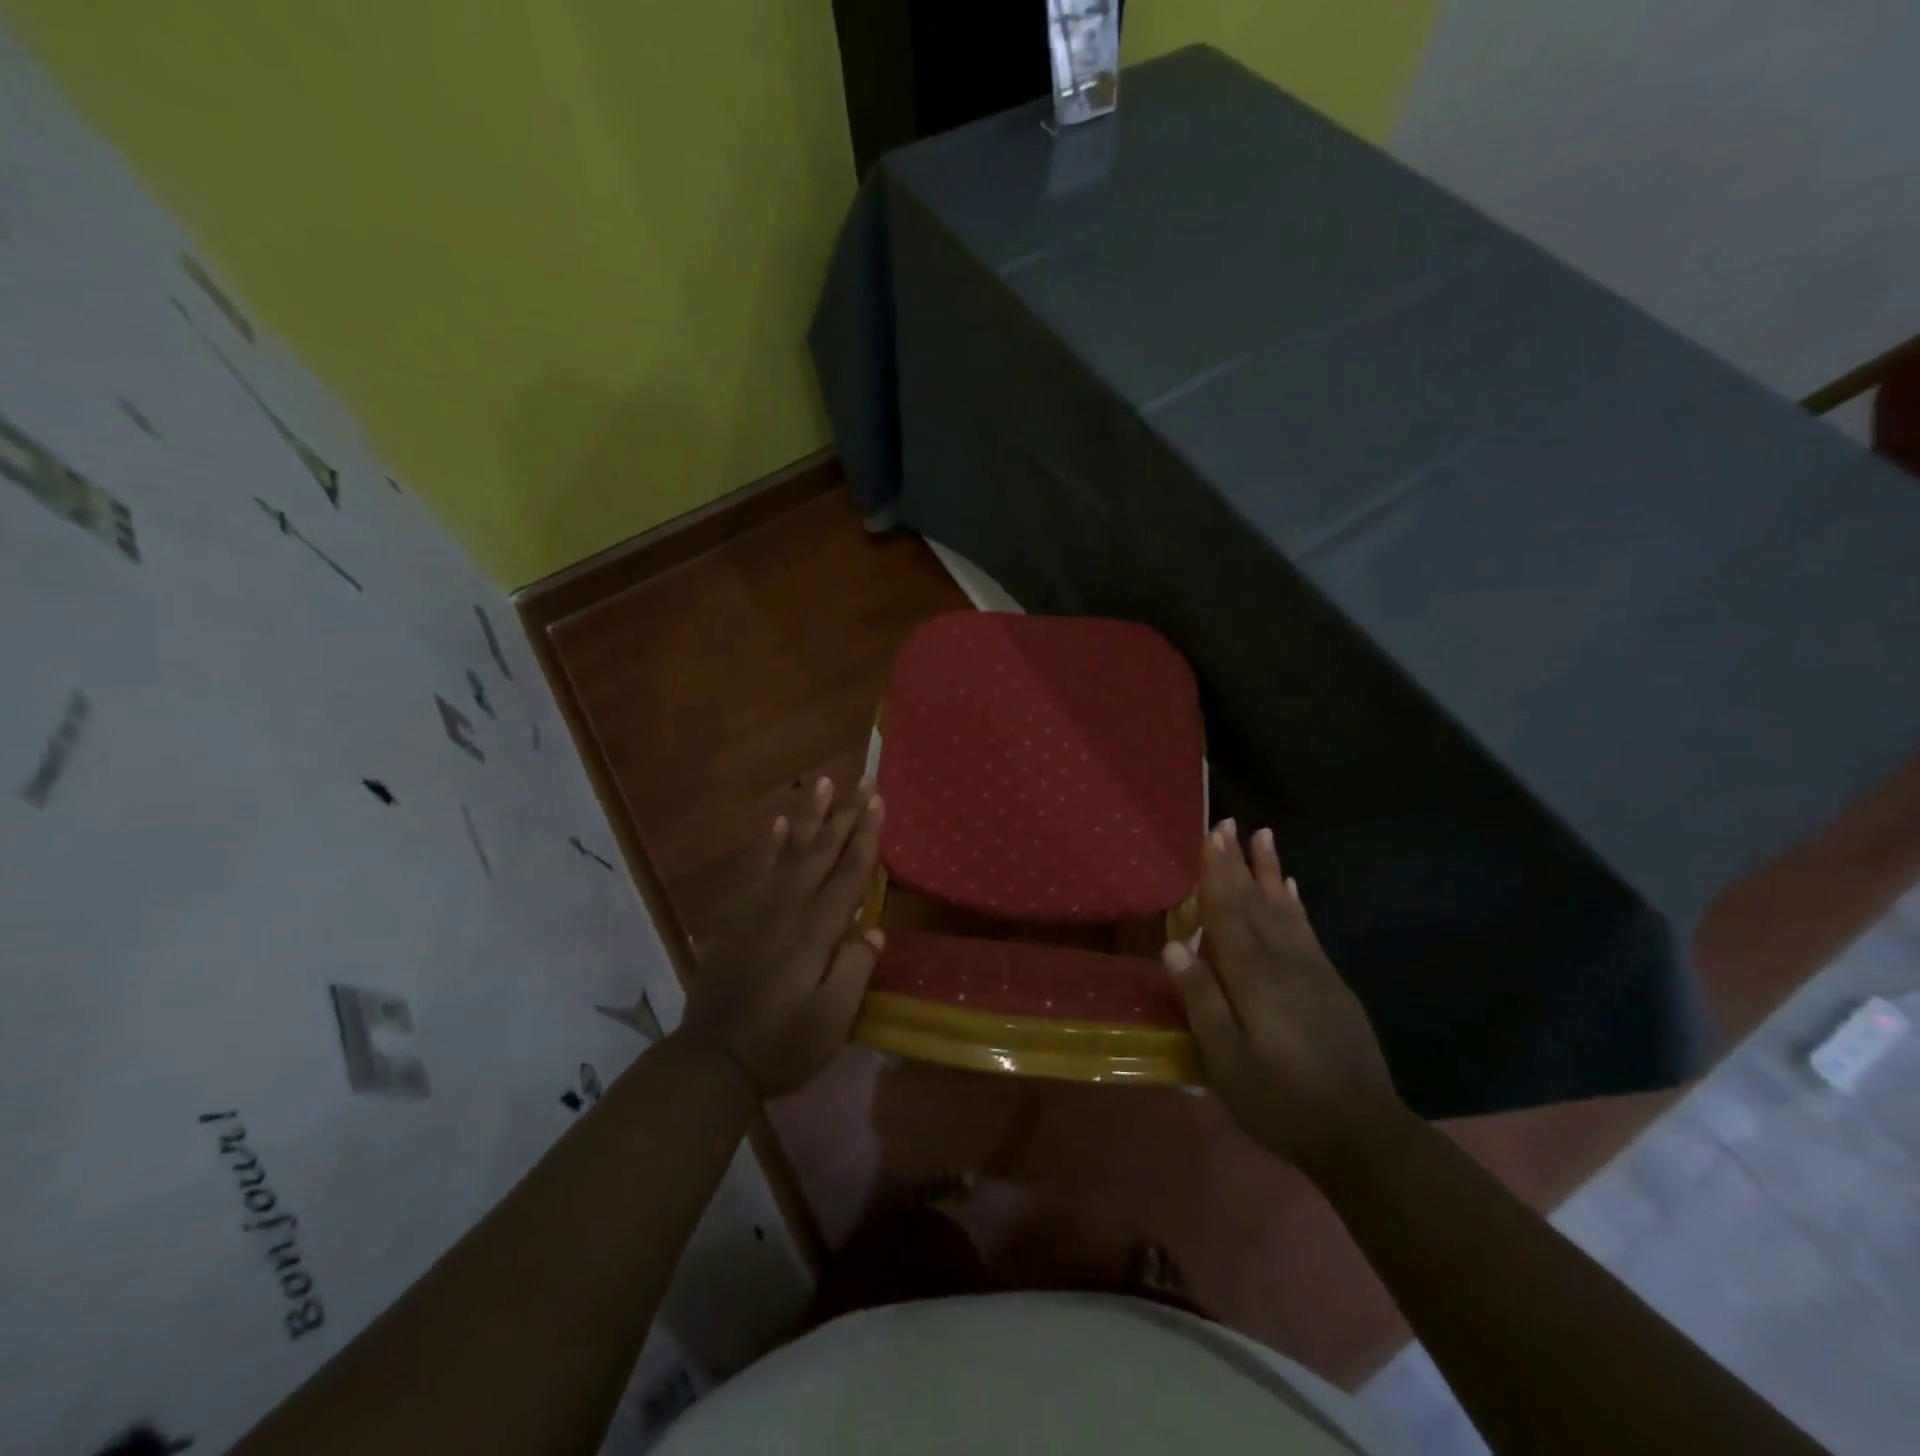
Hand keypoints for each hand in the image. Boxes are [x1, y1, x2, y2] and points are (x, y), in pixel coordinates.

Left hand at [677, 778, 885, 1096]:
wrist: (712, 1060)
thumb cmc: (782, 1044)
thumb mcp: (832, 1020)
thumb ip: (854, 970)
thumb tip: (873, 930)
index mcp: (817, 932)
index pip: (849, 874)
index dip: (866, 836)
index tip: (877, 800)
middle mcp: (789, 909)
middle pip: (822, 852)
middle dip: (844, 814)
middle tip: (860, 779)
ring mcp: (759, 910)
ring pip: (790, 851)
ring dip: (809, 816)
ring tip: (821, 783)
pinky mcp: (737, 919)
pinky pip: (756, 870)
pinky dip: (768, 845)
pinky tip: (779, 825)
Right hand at [1163, 821, 1405, 1172]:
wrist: (1363, 1134)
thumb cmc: (1282, 1100)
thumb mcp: (1227, 1061)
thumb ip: (1201, 1000)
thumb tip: (1173, 946)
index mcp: (1253, 977)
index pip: (1228, 912)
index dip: (1216, 872)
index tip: (1211, 835)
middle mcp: (1284, 961)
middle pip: (1255, 901)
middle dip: (1239, 861)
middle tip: (1228, 823)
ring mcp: (1313, 970)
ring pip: (1285, 907)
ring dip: (1270, 870)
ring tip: (1264, 836)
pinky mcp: (1331, 984)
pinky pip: (1308, 929)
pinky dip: (1296, 903)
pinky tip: (1292, 887)